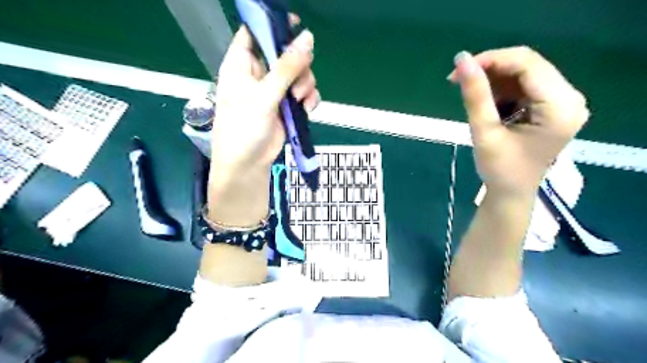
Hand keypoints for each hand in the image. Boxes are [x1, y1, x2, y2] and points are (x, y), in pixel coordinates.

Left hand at [211, 25, 318, 173]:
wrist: (249, 164)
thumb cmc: (244, 128)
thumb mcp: (264, 95)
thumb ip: (286, 67)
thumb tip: (308, 37)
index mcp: (242, 64)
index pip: (254, 33)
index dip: (273, 26)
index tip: (295, 26)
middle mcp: (258, 74)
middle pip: (284, 53)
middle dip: (297, 65)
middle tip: (297, 79)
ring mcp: (274, 91)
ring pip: (298, 74)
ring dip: (305, 85)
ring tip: (299, 100)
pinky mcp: (286, 106)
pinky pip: (304, 93)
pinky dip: (308, 99)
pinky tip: (306, 109)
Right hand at [451, 47, 586, 196]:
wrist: (510, 193)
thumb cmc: (499, 169)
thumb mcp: (485, 132)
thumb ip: (475, 95)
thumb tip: (462, 59)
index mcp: (561, 106)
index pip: (528, 64)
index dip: (492, 60)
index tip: (460, 69)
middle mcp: (569, 98)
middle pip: (527, 66)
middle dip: (490, 69)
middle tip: (458, 80)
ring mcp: (562, 102)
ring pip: (523, 74)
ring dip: (493, 80)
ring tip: (471, 95)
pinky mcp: (551, 107)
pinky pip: (524, 86)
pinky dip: (501, 90)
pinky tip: (487, 104)